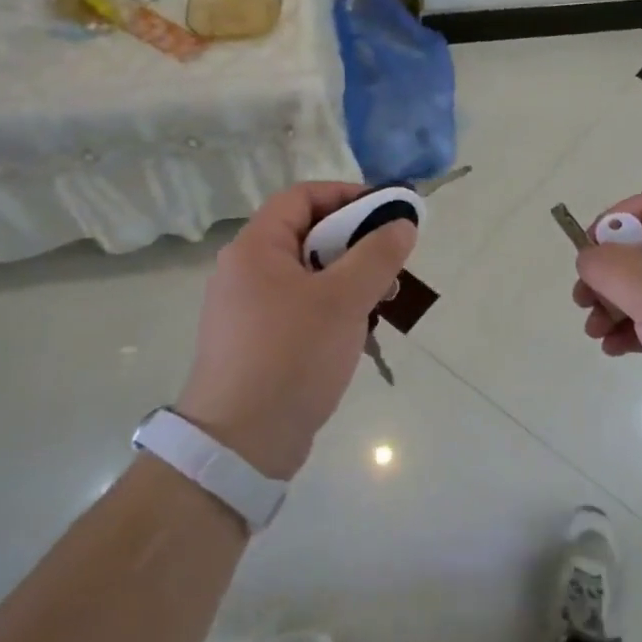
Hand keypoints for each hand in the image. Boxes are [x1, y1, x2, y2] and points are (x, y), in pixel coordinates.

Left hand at [178, 182, 414, 479]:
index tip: (387, 213)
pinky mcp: (256, 341)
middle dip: (355, 242)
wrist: (239, 445)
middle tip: (391, 262)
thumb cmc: (291, 356)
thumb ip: (377, 255)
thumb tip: (402, 224)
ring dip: (348, 278)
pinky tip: (357, 330)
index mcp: (255, 248)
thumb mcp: (344, 300)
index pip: (302, 197)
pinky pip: (300, 306)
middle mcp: (245, 270)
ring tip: (382, 300)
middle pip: (306, 234)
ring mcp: (248, 308)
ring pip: (308, 274)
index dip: (347, 195)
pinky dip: (332, 307)